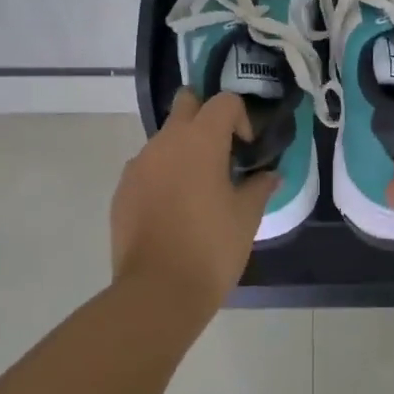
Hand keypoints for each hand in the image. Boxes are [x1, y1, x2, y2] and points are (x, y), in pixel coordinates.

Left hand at [111, 90, 275, 306]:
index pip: (223, 102)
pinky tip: (173, 211)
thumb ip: (260, 187)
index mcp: (200, 140)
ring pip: (164, 139)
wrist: (158, 291)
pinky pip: (147, 168)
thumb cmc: (211, 247)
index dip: (240, 118)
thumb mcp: (247, 217)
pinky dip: (162, 176)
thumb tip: (270, 175)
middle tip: (220, 152)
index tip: (246, 149)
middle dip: (204, 117)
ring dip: (182, 151)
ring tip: (197, 190)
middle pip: (185, 104)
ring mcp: (138, 165)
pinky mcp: (122, 190)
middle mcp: (165, 142)